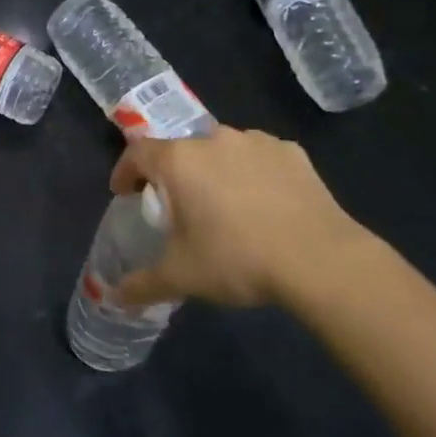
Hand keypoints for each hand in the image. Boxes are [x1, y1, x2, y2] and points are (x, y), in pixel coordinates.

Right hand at [110, 127, 376, 312]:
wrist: (321, 259)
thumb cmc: (237, 258)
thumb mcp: (182, 276)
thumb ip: (143, 283)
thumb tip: (114, 298)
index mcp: (179, 160)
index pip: (137, 153)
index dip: (126, 171)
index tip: (125, 193)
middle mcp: (213, 139)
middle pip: (181, 149)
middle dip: (173, 174)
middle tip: (177, 206)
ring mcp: (256, 142)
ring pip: (222, 150)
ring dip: (214, 170)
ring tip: (223, 204)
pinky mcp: (292, 152)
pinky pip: (259, 158)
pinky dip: (252, 173)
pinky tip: (263, 203)